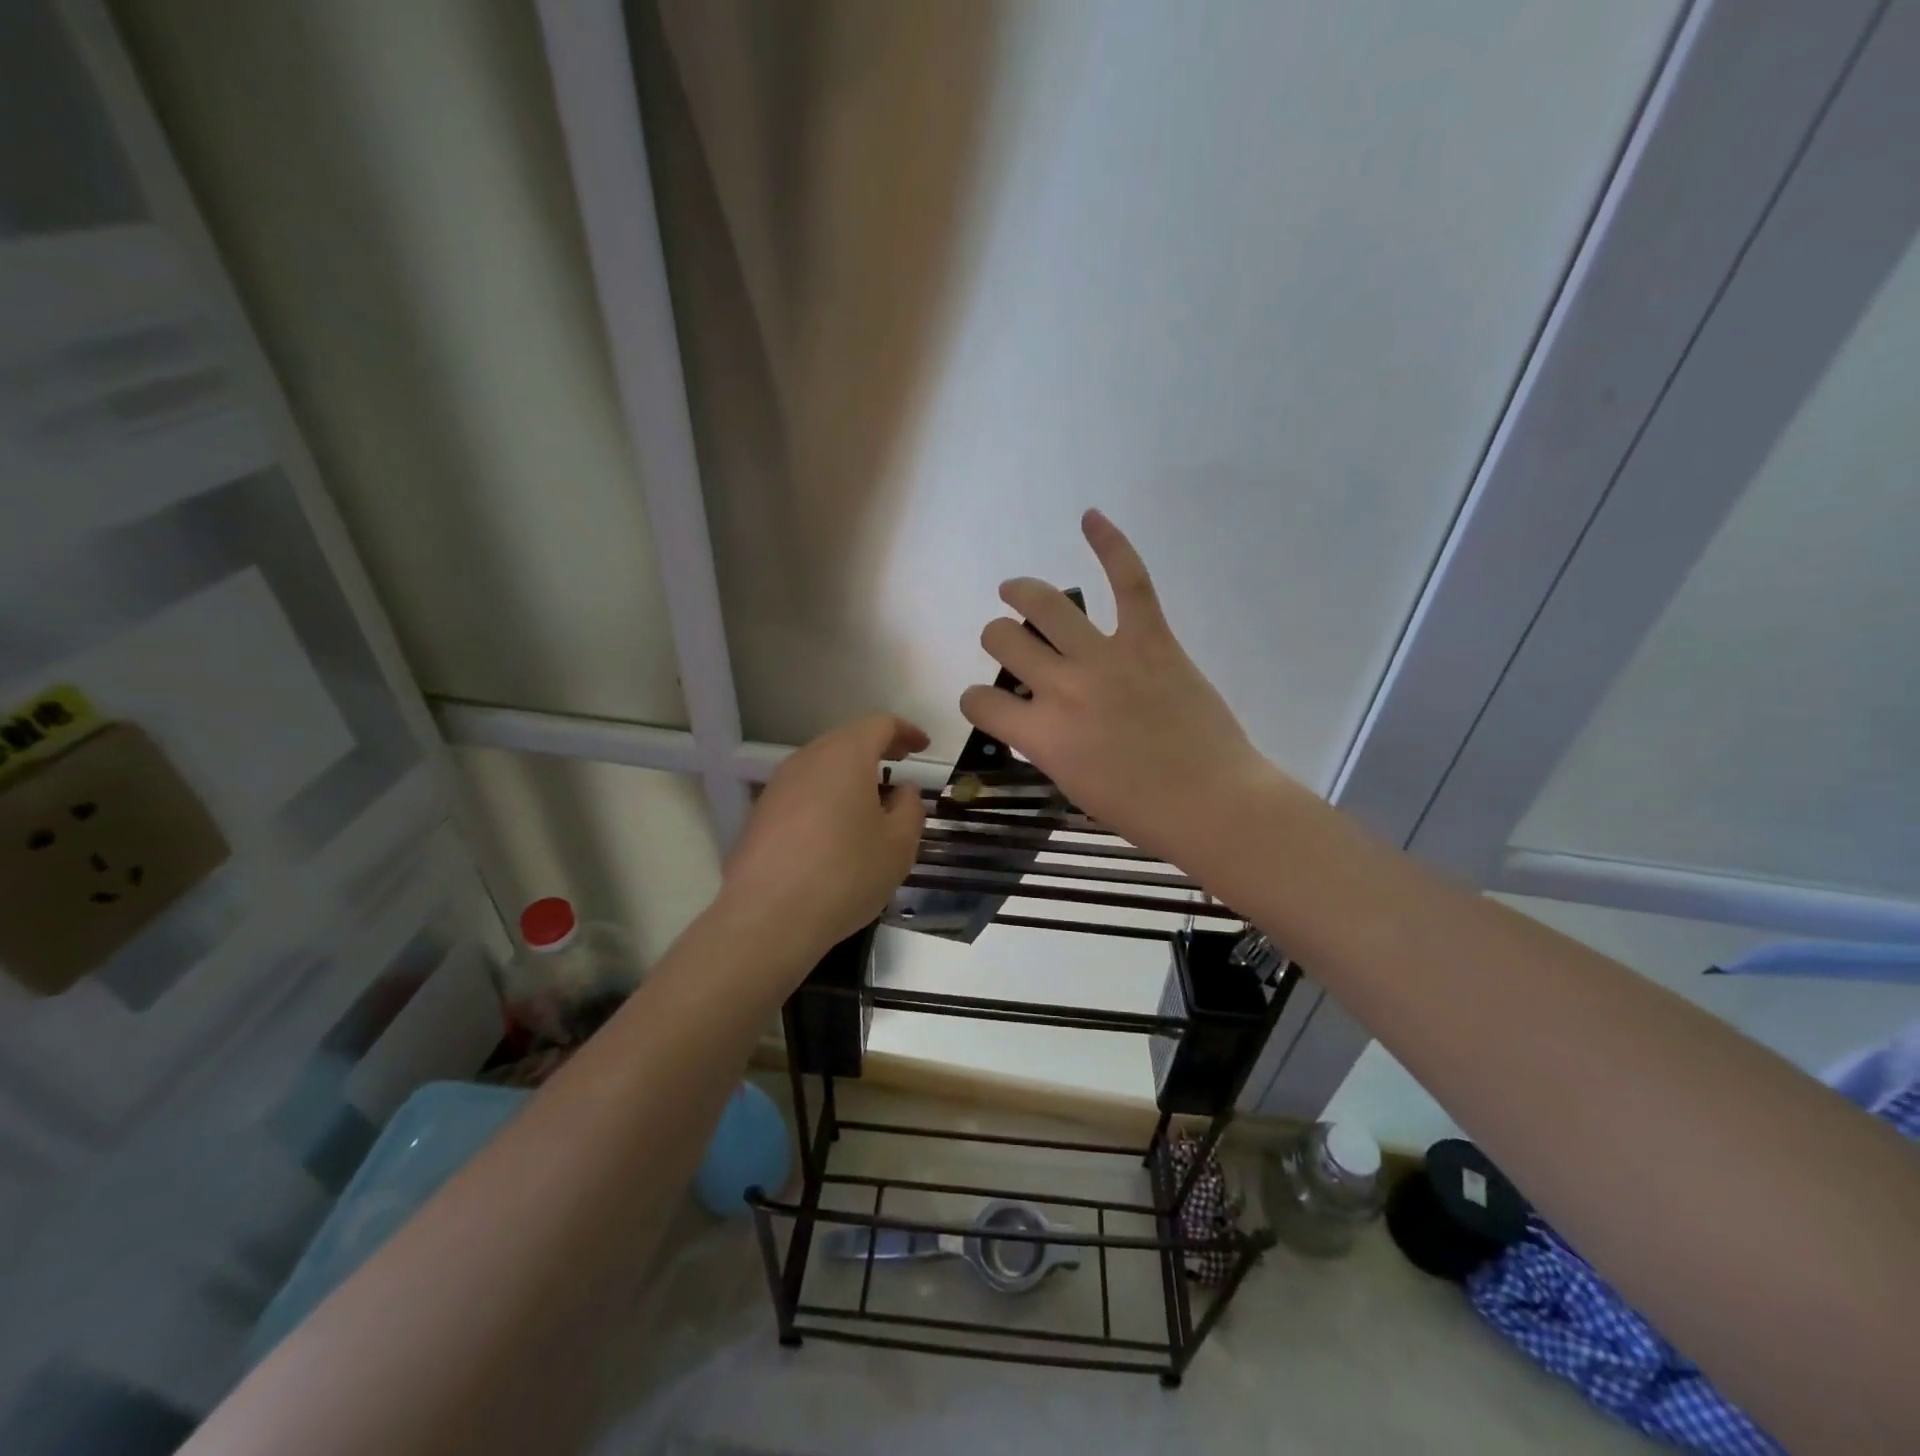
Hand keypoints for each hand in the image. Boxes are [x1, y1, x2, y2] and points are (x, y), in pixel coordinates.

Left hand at [721, 714, 928, 964]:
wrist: (768, 918)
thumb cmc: (846, 874)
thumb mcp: (899, 845)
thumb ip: (910, 808)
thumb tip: (903, 790)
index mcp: (845, 756)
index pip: (879, 724)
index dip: (906, 731)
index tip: (922, 747)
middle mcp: (807, 760)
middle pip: (846, 739)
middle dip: (877, 748)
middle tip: (900, 766)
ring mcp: (778, 785)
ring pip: (822, 765)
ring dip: (850, 773)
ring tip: (872, 800)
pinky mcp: (761, 813)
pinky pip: (803, 790)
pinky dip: (827, 795)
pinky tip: (837, 828)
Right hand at [960, 510, 1278, 865]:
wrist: (1213, 803)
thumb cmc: (1141, 812)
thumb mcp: (1072, 786)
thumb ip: (1047, 744)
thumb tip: (1040, 717)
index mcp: (1041, 734)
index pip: (979, 701)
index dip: (976, 700)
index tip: (990, 703)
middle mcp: (1063, 687)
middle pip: (1003, 639)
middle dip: (997, 640)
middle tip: (1011, 644)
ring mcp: (1107, 657)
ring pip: (1045, 604)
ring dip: (1021, 592)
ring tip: (1016, 590)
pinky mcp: (1151, 639)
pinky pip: (1129, 581)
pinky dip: (1111, 544)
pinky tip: (1090, 518)